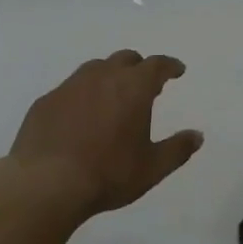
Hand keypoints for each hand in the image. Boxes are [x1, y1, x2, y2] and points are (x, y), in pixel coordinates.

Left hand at [0, 51, 203, 218]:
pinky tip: (79, 115)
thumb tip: (197, 135)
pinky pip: (69, 89)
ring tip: (112, 95)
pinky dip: (81, 95)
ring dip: (108, 75)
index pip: (157, 65)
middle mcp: (102, 77)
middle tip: (145, 83)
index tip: (177, 70)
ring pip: (94, 68)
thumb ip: (177, 149)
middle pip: (125, 59)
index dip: (170, 66)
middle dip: (139, 67)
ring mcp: (69, 86)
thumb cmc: (108, 174)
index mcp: (133, 88)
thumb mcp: (152, 168)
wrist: (45, 184)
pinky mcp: (45, 102)